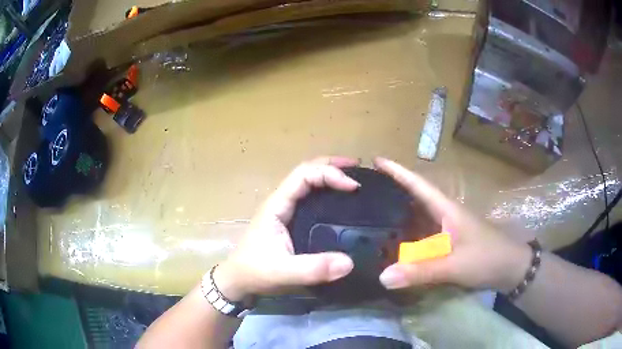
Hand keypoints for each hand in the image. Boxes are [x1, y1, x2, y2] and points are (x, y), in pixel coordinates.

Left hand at [214, 157, 359, 300]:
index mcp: (277, 206)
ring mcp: (285, 211)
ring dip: (330, 176)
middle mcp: (281, 202)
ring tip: (354, 181)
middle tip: (358, 170)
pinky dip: (327, 193)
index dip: (329, 174)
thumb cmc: (255, 272)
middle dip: (332, 166)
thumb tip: (349, 262)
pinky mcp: (290, 221)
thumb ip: (313, 269)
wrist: (238, 280)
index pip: (303, 175)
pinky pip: (310, 199)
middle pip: (307, 171)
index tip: (353, 186)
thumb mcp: (283, 272)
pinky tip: (341, 202)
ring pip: (308, 183)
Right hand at [374, 157, 531, 292]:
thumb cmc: (487, 258)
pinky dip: (408, 237)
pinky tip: (395, 243)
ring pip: (419, 218)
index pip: (419, 185)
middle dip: (392, 191)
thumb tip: (382, 277)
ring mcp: (447, 230)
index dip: (398, 172)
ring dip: (398, 214)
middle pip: (415, 198)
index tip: (376, 160)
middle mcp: (444, 215)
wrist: (511, 268)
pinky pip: (423, 237)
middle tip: (366, 191)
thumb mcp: (455, 265)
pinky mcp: (449, 244)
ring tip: (372, 214)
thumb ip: (421, 271)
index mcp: (446, 209)